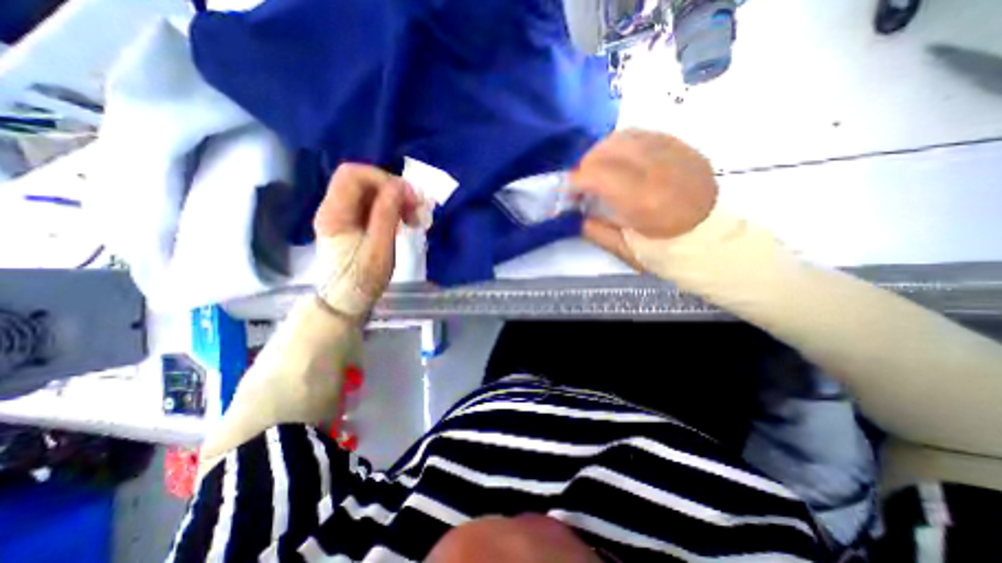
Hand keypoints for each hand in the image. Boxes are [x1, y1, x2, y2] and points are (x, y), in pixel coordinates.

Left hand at [315, 165, 418, 317]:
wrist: (345, 302)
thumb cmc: (362, 279)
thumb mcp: (379, 249)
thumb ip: (386, 215)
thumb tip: (398, 186)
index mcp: (335, 212)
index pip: (353, 174)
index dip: (383, 179)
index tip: (408, 197)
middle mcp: (334, 208)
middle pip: (362, 181)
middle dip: (392, 189)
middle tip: (415, 207)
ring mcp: (342, 216)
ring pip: (370, 193)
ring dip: (395, 200)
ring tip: (414, 217)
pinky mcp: (352, 224)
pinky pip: (372, 206)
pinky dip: (391, 209)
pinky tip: (403, 222)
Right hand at [566, 131, 716, 265]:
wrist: (714, 242)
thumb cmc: (668, 252)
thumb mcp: (627, 251)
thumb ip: (596, 232)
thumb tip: (574, 215)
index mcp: (645, 201)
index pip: (600, 175)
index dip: (577, 180)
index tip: (568, 191)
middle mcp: (661, 171)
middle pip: (611, 148)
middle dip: (587, 162)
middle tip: (582, 180)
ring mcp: (676, 155)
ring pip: (629, 136)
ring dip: (605, 150)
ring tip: (599, 168)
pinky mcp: (685, 149)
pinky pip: (648, 135)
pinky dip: (626, 144)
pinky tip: (622, 160)